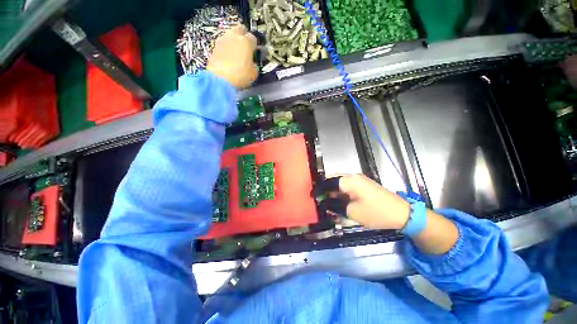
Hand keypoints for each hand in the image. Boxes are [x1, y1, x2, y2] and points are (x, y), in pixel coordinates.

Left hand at [207, 25, 257, 88]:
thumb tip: (252, 64)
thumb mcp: (253, 73)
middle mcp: (234, 36)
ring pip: (230, 34)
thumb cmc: (240, 75)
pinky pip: (224, 43)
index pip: (253, 38)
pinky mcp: (215, 46)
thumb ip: (254, 65)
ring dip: (234, 40)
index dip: (255, 45)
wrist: (220, 79)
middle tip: (246, 46)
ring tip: (236, 52)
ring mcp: (223, 40)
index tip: (255, 51)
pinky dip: (227, 47)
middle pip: (240, 29)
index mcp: (246, 42)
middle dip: (244, 35)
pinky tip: (229, 57)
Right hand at [322, 174, 410, 229]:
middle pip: (333, 181)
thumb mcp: (352, 212)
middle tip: (320, 201)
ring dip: (333, 193)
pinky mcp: (363, 185)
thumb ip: (335, 206)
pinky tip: (339, 203)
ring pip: (340, 184)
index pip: (328, 182)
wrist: (402, 213)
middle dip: (325, 191)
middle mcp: (353, 177)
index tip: (312, 196)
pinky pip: (347, 187)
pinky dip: (341, 194)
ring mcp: (359, 180)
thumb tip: (324, 203)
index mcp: (349, 181)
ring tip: (328, 204)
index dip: (319, 189)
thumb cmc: (375, 212)